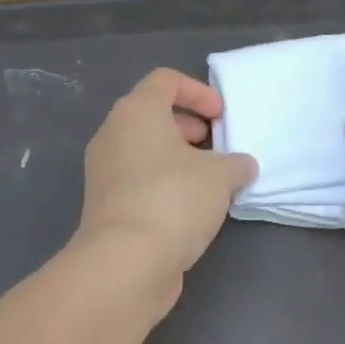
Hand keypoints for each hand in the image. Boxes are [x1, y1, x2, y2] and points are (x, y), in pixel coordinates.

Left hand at [76, 68, 256, 300]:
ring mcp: (104, 172)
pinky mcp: (106, 205)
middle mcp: (113, 135)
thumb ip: (236, 163)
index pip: (165, 80)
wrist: (125, 262)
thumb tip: (240, 167)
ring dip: (178, 159)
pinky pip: (139, 180)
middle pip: (152, 115)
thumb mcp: (221, 176)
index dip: (199, 92)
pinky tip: (191, 209)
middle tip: (217, 148)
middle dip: (189, 127)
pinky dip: (164, 184)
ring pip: (145, 150)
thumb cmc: (174, 201)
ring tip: (210, 182)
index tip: (222, 118)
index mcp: (136, 112)